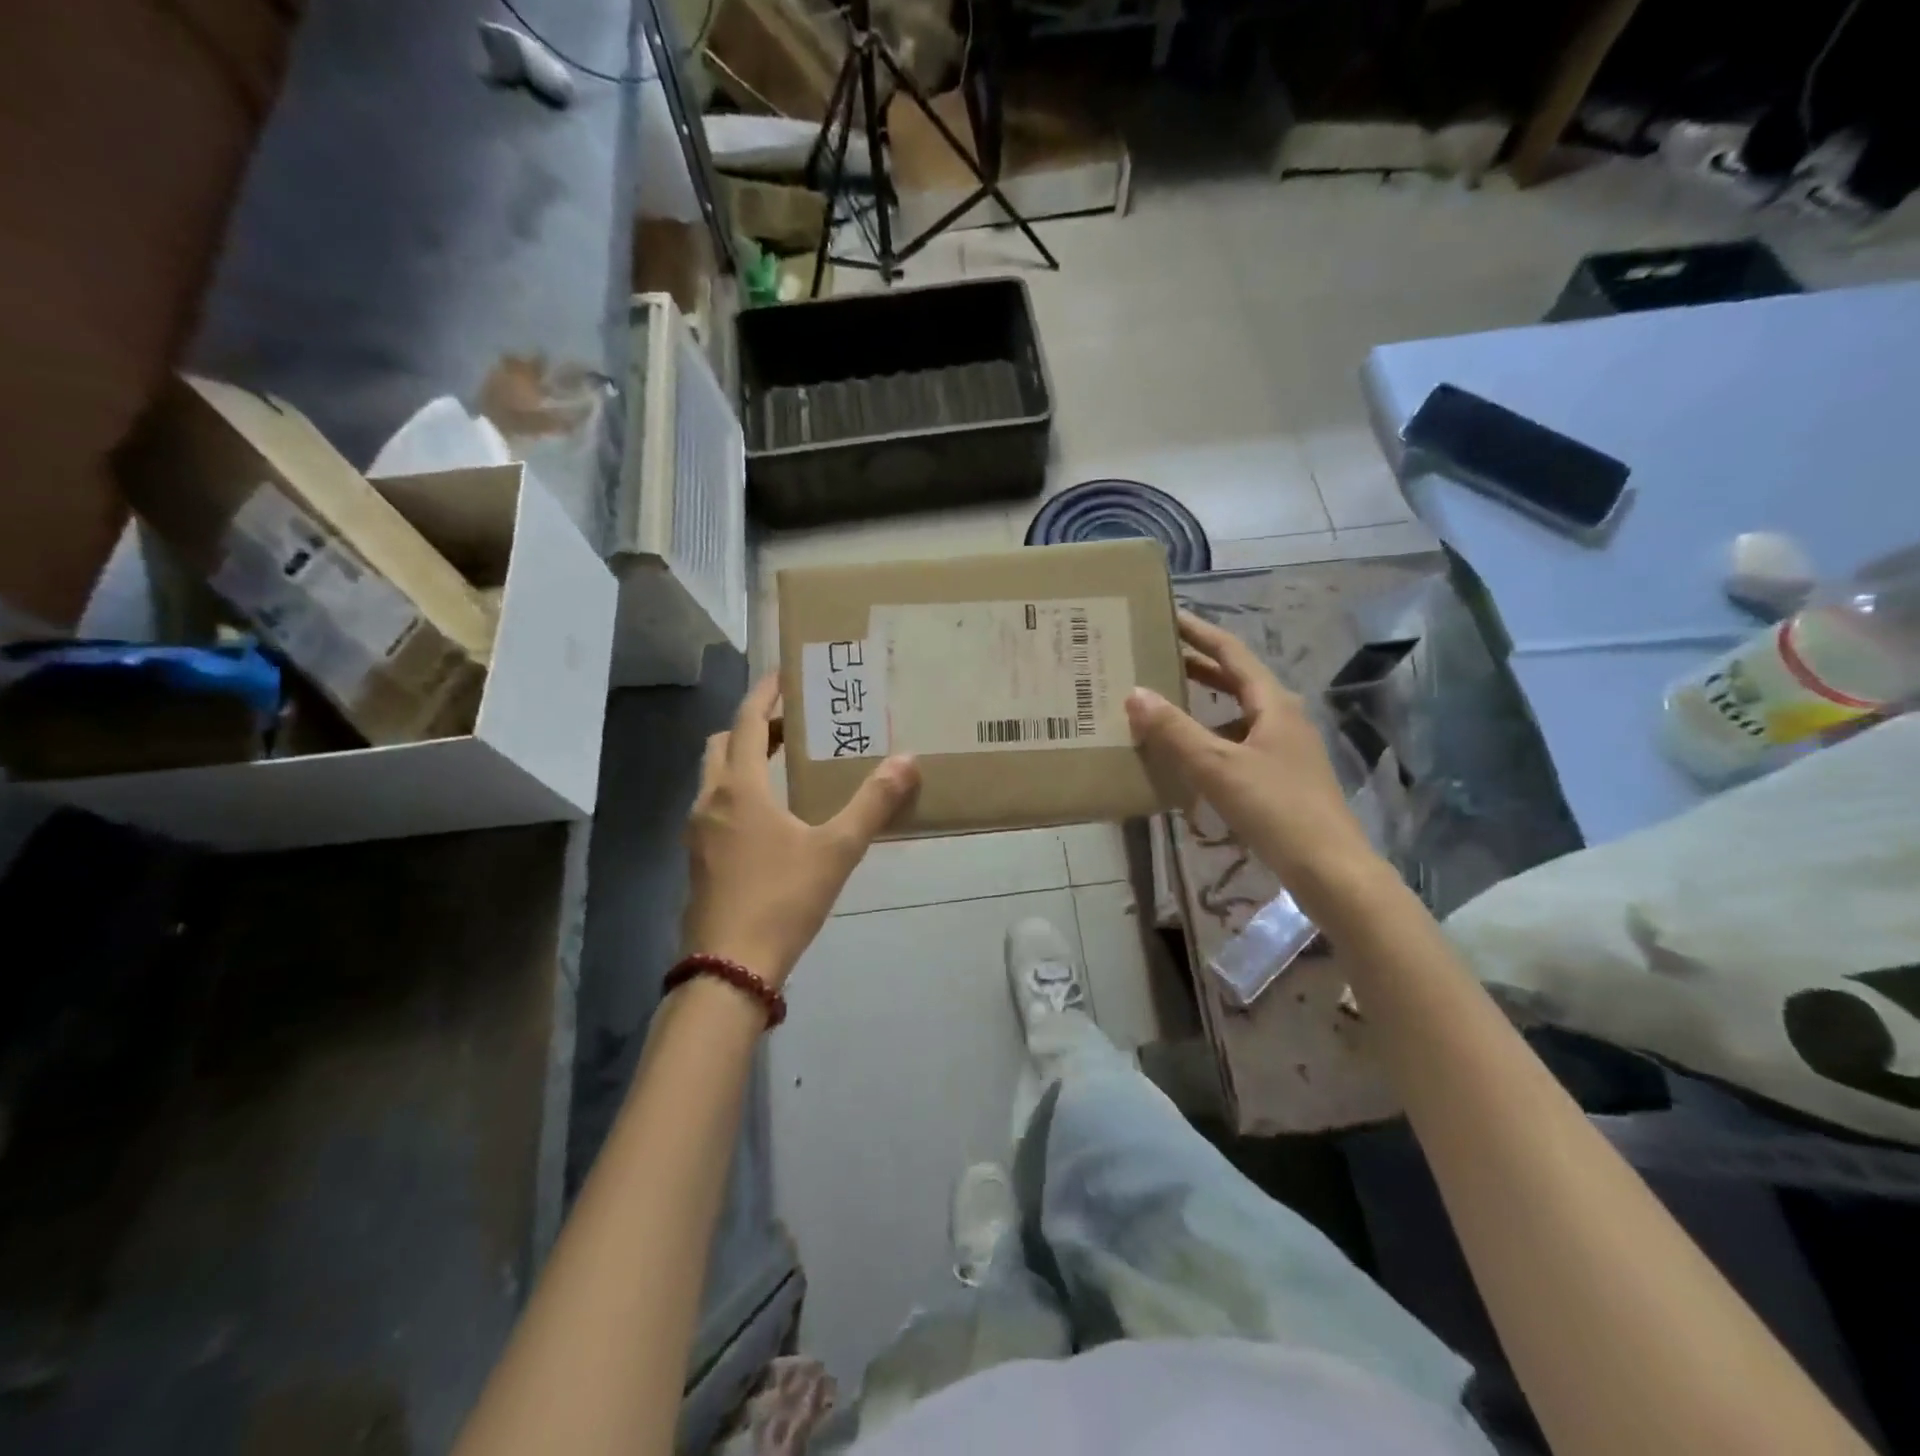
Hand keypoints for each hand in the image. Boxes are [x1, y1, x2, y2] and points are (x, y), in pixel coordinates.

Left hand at [682, 675, 919, 986]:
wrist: (730, 967)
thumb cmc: (782, 899)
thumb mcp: (837, 850)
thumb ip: (873, 804)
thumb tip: (908, 761)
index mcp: (739, 789)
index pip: (745, 722)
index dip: (764, 694)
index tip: (784, 675)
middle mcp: (710, 802)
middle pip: (721, 745)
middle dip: (751, 727)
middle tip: (790, 725)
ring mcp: (698, 833)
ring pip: (714, 778)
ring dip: (742, 760)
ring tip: (783, 765)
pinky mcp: (699, 859)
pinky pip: (715, 807)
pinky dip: (738, 792)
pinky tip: (770, 818)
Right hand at [1125, 610, 1376, 891]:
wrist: (1330, 867)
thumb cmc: (1275, 808)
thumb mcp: (1217, 766)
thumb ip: (1175, 730)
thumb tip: (1134, 693)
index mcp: (1273, 703)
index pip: (1231, 652)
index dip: (1199, 632)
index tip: (1168, 615)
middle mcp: (1282, 717)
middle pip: (1236, 680)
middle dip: (1197, 665)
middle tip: (1156, 655)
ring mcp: (1285, 747)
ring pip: (1237, 712)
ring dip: (1203, 703)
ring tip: (1164, 702)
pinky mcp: (1281, 775)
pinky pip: (1239, 742)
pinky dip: (1211, 737)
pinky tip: (1190, 755)